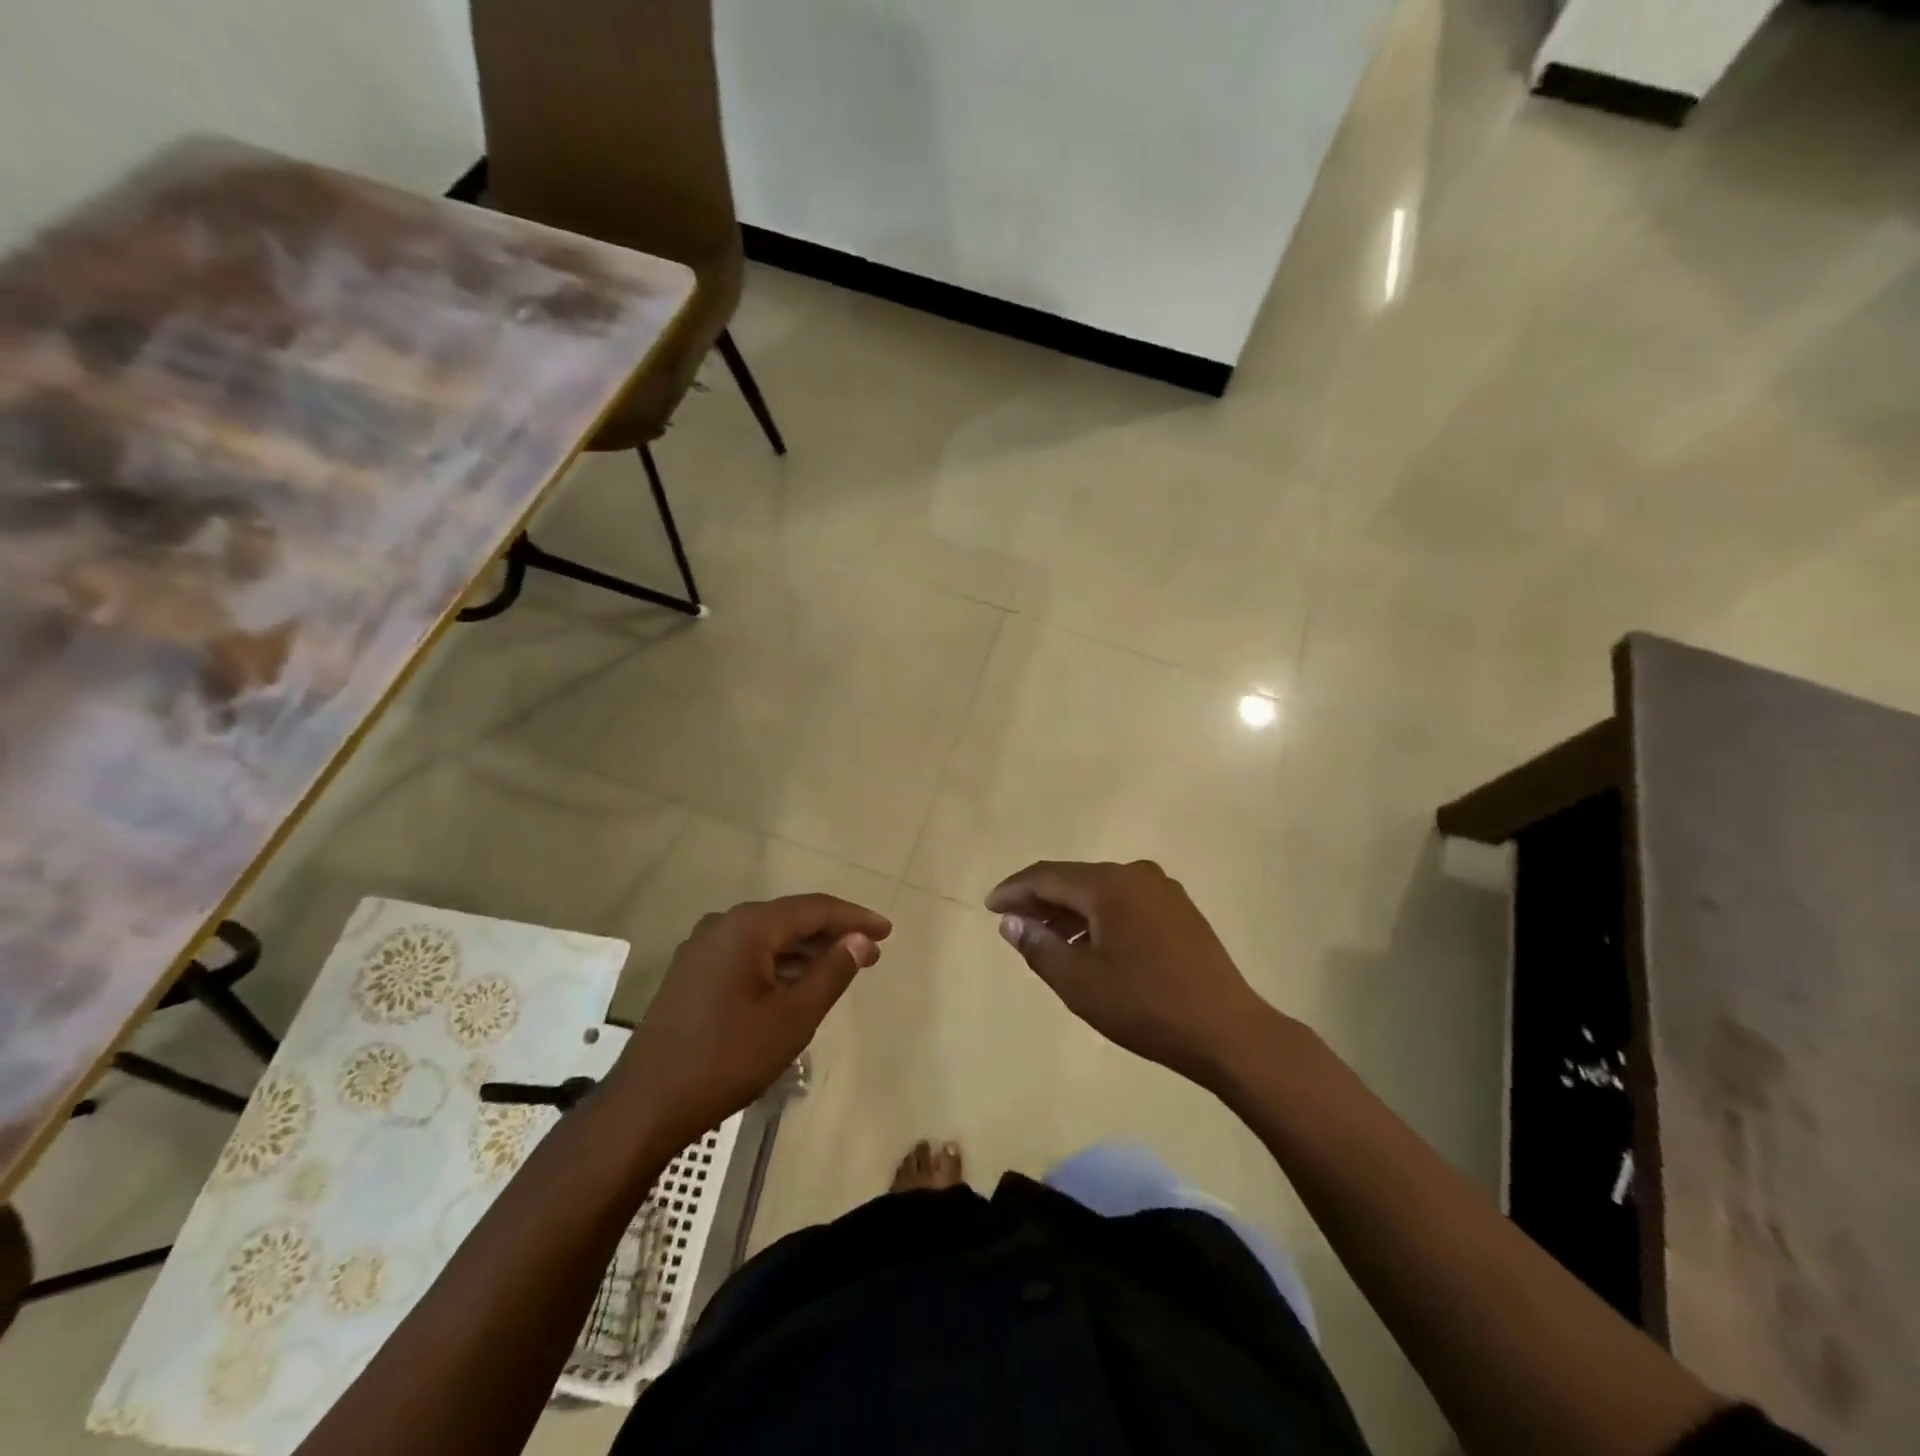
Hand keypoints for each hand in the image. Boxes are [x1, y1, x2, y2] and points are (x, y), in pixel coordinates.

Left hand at [610, 894, 890, 1150]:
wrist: (646, 1105)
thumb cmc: (727, 1058)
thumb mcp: (792, 1018)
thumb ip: (832, 973)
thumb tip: (862, 941)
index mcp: (747, 927)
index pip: (813, 909)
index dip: (854, 918)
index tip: (887, 932)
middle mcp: (722, 925)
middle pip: (789, 920)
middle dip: (832, 935)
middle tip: (870, 953)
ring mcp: (702, 949)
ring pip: (767, 939)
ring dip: (806, 952)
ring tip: (841, 969)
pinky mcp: (692, 973)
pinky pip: (747, 956)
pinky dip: (778, 965)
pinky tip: (797, 985)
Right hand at [986, 860, 1276, 1086]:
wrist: (1227, 1030)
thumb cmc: (1145, 1005)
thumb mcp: (1079, 982)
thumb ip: (1038, 946)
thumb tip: (1010, 922)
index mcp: (1109, 884)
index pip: (1047, 876)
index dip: (1014, 890)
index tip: (989, 906)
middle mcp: (1136, 875)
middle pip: (1074, 880)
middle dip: (1040, 900)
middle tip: (1012, 922)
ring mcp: (1163, 891)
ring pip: (1101, 892)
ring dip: (1070, 911)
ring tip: (1046, 939)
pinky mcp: (1180, 910)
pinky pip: (1125, 903)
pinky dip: (1099, 918)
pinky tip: (1089, 944)